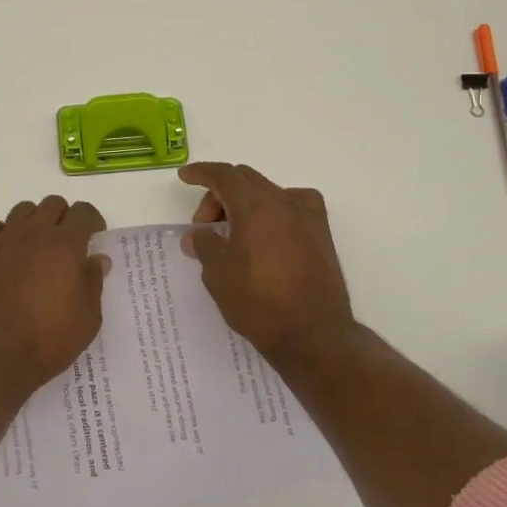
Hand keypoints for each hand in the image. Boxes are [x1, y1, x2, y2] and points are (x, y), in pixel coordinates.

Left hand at [0, 195, 107, 404]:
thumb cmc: (48, 341)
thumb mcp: (87, 319)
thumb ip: (93, 282)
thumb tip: (97, 259)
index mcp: (65, 245)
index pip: (83, 212)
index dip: (93, 219)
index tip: (95, 235)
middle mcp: (34, 233)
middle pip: (52, 204)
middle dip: (64, 217)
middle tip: (67, 243)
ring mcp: (3, 241)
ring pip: (22, 210)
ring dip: (34, 221)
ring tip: (35, 245)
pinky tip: (3, 249)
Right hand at [181, 163, 355, 365]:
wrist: (314, 334)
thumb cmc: (259, 302)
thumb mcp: (218, 274)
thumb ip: (204, 245)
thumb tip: (197, 235)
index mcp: (254, 206)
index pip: (223, 175)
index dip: (201, 172)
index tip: (185, 177)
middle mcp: (283, 202)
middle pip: (244, 180)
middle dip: (219, 196)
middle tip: (205, 226)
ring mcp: (307, 216)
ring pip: (268, 191)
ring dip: (245, 202)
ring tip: (234, 233)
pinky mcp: (321, 233)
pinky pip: (293, 205)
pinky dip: (275, 209)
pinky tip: (270, 230)